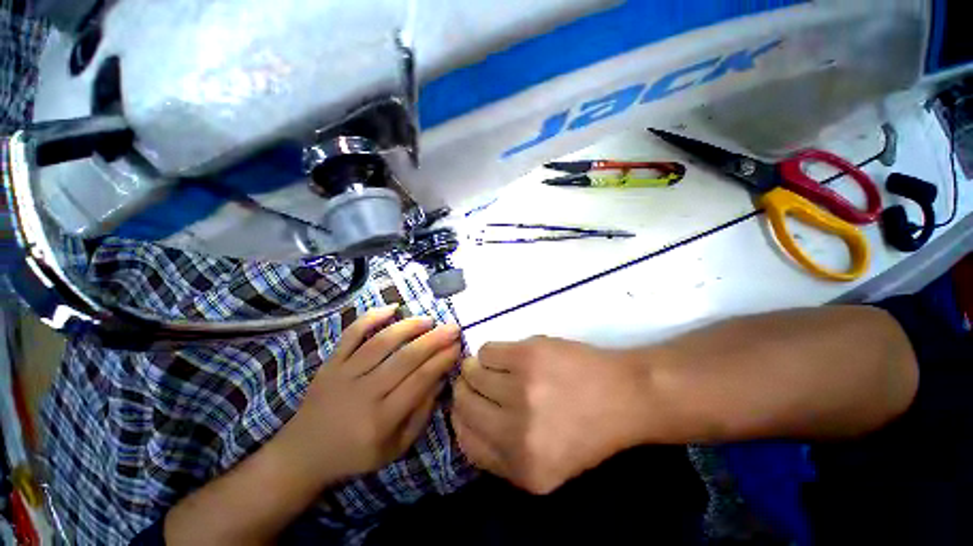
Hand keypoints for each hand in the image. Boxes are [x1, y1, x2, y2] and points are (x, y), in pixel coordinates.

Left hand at [276, 305, 460, 485]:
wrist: (303, 454)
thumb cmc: (355, 454)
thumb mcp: (396, 448)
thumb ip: (421, 414)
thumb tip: (441, 378)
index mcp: (381, 420)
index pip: (420, 380)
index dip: (442, 360)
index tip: (458, 346)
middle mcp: (363, 393)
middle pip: (405, 358)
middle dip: (434, 339)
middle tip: (453, 327)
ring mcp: (343, 375)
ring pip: (381, 342)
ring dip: (409, 326)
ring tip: (429, 319)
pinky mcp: (330, 363)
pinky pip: (351, 334)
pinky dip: (371, 317)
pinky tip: (392, 307)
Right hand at [452, 336, 647, 493]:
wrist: (624, 394)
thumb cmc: (588, 430)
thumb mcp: (546, 466)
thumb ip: (501, 455)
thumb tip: (465, 419)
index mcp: (523, 468)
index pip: (465, 441)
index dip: (461, 418)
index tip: (467, 405)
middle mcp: (517, 432)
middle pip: (464, 403)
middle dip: (464, 390)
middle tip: (473, 380)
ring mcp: (521, 389)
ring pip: (472, 372)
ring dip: (476, 368)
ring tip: (493, 367)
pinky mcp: (527, 355)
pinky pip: (486, 350)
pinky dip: (490, 353)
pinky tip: (507, 356)